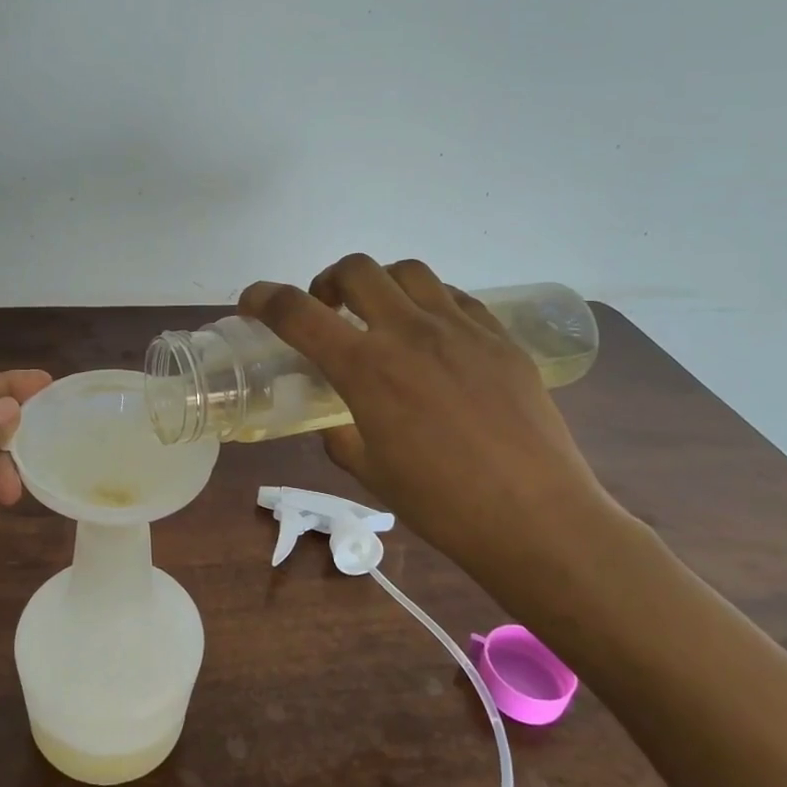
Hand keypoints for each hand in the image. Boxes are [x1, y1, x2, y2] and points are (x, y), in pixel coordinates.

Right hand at [239, 256, 622, 584]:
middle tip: (328, 310)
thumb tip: (336, 420)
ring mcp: (460, 329)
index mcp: (366, 368)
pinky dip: (428, 302)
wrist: (534, 517)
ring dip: (381, 284)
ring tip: (383, 316)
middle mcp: (409, 332)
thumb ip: (341, 435)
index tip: (252, 300)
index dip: (264, 298)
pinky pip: (455, 297)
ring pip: (408, 271)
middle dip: (328, 281)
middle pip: (355, 270)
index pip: (298, 313)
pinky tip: (434, 336)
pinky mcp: (499, 336)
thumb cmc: (441, 504)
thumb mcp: (370, 472)